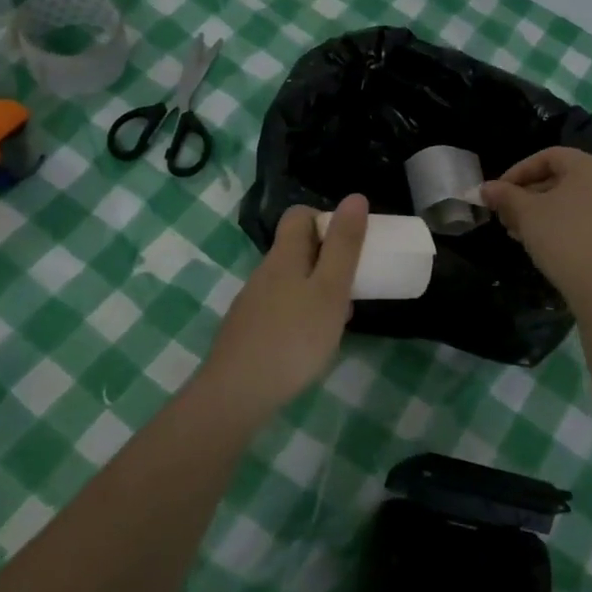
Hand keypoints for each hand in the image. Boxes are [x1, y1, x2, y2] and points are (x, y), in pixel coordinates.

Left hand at [202, 194, 369, 407]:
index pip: (299, 216)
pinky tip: (311, 344)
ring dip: (317, 290)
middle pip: (296, 249)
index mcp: (284, 256)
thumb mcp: (330, 290)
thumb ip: (345, 246)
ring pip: (291, 282)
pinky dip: (301, 315)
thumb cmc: (293, 337)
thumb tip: (354, 197)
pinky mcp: (248, 330)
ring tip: (338, 319)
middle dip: (328, 260)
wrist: (236, 393)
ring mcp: (252, 303)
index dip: (326, 219)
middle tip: (353, 285)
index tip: (350, 244)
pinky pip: (281, 308)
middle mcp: (264, 273)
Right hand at [482, 148, 591, 303]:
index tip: (498, 192)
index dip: (517, 171)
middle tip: (504, 214)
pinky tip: (537, 241)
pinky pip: (581, 216)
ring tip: (515, 230)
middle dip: (525, 195)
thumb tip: (485, 188)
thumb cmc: (562, 237)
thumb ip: (505, 195)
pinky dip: (558, 222)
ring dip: (538, 211)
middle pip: (558, 178)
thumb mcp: (526, 213)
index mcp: (588, 166)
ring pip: (568, 200)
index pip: (547, 157)